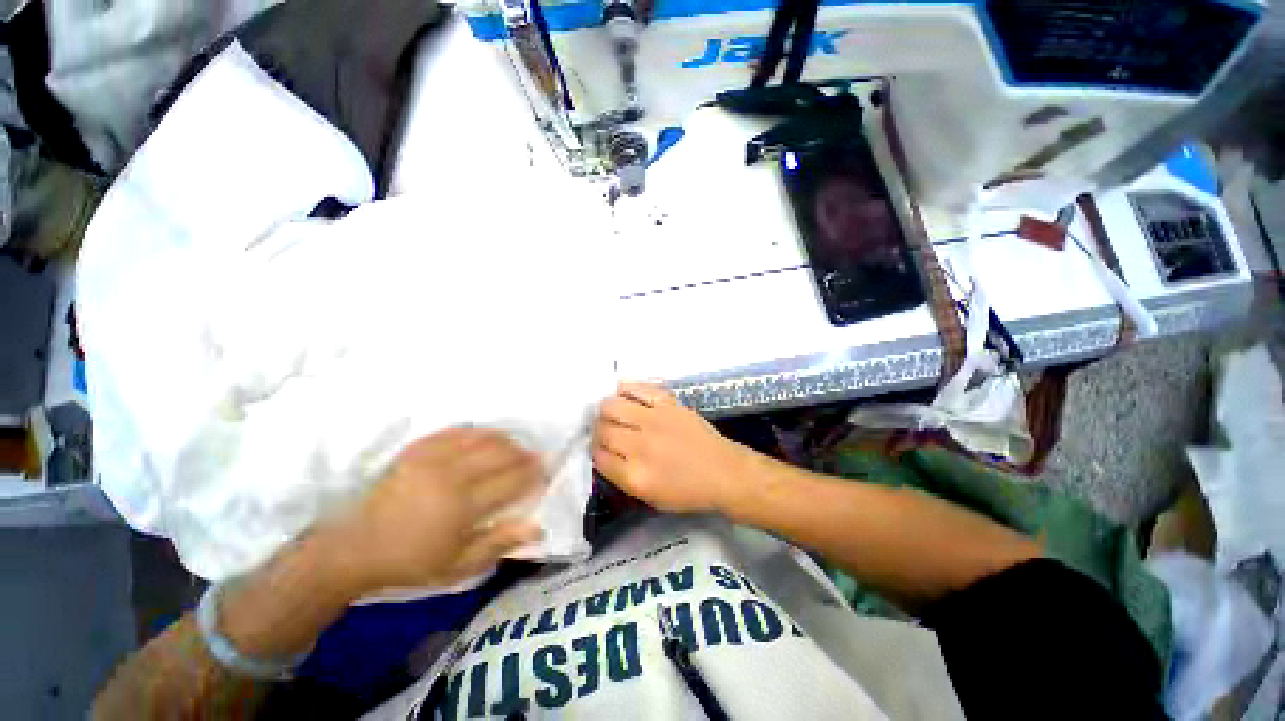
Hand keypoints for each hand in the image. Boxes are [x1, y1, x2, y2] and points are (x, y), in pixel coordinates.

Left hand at [324, 428, 544, 594]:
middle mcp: (452, 475)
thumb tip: (537, 527)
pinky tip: (485, 437)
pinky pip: (456, 432)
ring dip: (505, 440)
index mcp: (464, 506)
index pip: (512, 480)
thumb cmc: (411, 562)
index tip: (544, 473)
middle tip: (534, 458)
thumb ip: (499, 544)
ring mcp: (433, 459)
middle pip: (501, 454)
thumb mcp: (458, 567)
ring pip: (482, 438)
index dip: (533, 474)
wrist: (355, 548)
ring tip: (515, 447)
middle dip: (524, 454)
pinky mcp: (417, 450)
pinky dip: (477, 432)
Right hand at [592, 383, 751, 513]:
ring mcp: (655, 420)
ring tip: (613, 413)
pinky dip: (626, 388)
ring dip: (606, 410)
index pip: (598, 456)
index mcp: (635, 476)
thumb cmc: (688, 491)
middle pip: (602, 430)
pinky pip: (639, 388)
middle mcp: (640, 446)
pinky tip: (623, 392)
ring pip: (612, 405)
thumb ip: (622, 477)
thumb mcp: (650, 498)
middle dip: (598, 432)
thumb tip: (604, 454)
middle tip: (606, 432)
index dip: (595, 452)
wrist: (723, 472)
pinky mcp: (668, 404)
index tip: (601, 449)